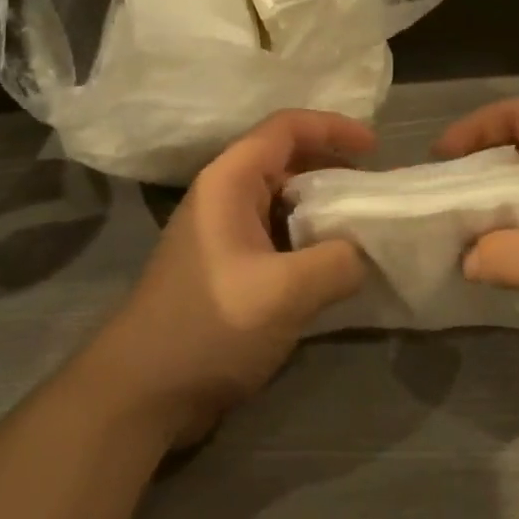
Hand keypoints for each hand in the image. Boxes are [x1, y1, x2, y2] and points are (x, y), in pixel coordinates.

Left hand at [90, 110, 373, 447]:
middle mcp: (224, 195)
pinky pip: (276, 235)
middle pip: (286, 159)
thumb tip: (363, 252)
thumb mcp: (285, 292)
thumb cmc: (210, 325)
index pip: (286, 127)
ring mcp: (222, 233)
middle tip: (374, 193)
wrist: (142, 391)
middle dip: (332, 168)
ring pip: (282, 200)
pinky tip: (334, 266)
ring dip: (322, 208)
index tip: (376, 150)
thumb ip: (337, 262)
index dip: (333, 127)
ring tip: (362, 229)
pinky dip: (308, 239)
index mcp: (230, 180)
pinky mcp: (227, 266)